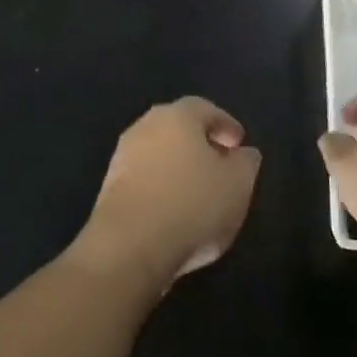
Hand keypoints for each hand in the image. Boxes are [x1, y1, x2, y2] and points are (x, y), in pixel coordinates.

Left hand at [72, 97, 261, 291]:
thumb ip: (246, 163)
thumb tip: (243, 153)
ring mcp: (122, 157)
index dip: (225, 125)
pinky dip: (162, 188)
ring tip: (200, 194)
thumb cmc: (192, 205)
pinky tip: (175, 212)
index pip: (205, 109)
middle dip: (201, 144)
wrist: (128, 247)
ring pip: (159, 154)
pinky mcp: (109, 188)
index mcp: (177, 116)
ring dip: (179, 168)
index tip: (239, 146)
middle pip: (178, 128)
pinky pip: (145, 179)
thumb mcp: (238, 184)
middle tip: (221, 166)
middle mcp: (145, 126)